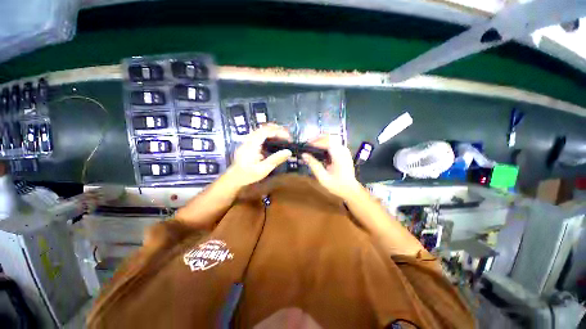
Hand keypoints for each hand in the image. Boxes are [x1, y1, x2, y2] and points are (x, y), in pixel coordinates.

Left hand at [227, 124, 291, 187]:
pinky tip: (273, 141)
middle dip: (277, 129)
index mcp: (252, 144)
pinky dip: (268, 135)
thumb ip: (275, 159)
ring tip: (283, 136)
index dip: (279, 132)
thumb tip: (288, 152)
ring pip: (261, 130)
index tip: (288, 138)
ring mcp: (247, 141)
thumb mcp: (263, 169)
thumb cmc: (248, 175)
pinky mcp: (248, 144)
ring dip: (273, 131)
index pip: (267, 131)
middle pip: (264, 128)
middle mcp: (249, 139)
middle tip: (288, 136)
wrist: (234, 178)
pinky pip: (259, 134)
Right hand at [302, 136, 361, 199]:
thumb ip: (313, 164)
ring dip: (320, 141)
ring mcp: (344, 150)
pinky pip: (333, 144)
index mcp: (339, 155)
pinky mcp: (343, 152)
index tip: (305, 145)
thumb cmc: (337, 185)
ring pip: (331, 139)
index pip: (326, 141)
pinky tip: (318, 151)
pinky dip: (324, 145)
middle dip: (317, 139)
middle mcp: (343, 149)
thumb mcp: (323, 177)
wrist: (350, 190)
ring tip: (310, 146)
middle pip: (329, 137)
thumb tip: (304, 154)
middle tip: (307, 144)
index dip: (315, 142)